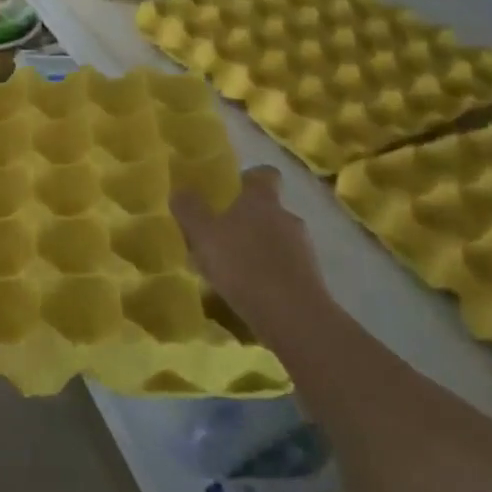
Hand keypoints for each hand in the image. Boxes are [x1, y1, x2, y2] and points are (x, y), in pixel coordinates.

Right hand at [172, 166, 324, 321]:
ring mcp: (304, 250)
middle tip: (219, 239)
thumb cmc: (243, 265)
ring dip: (257, 250)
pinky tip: (249, 294)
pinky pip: (285, 268)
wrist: (293, 317)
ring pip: (276, 241)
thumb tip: (180, 190)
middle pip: (268, 211)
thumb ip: (190, 210)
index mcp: (262, 201)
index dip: (249, 179)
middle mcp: (287, 218)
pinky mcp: (311, 280)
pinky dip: (269, 275)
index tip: (231, 191)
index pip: (264, 174)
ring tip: (231, 272)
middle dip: (246, 221)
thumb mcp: (203, 235)